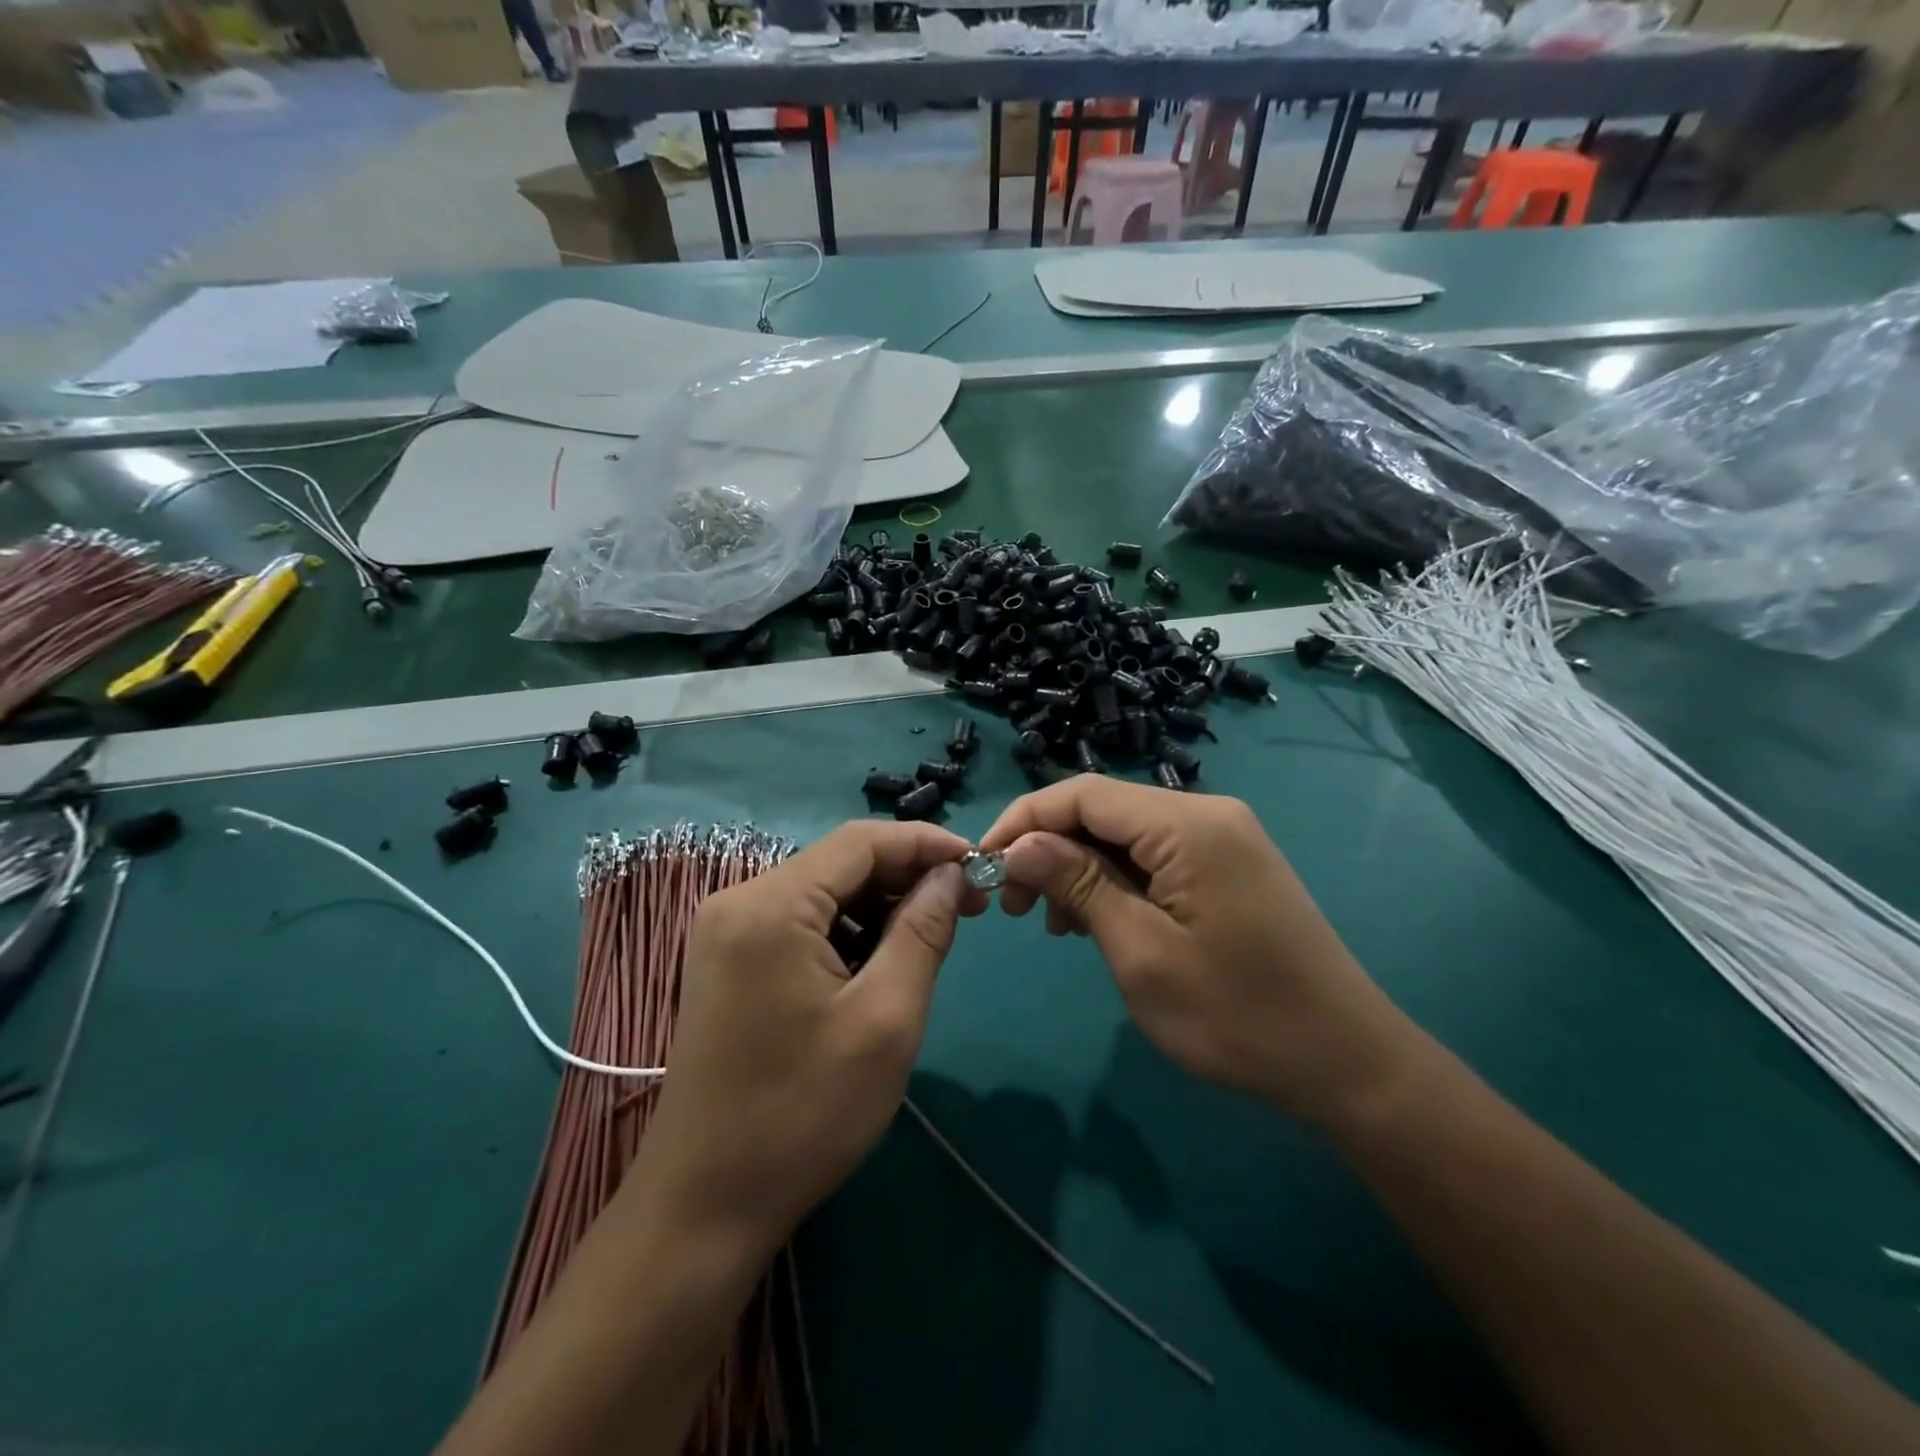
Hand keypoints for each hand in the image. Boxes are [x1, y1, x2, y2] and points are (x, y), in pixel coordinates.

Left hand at [625, 821, 984, 1254]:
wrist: (704, 1205)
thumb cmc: (804, 1114)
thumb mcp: (886, 1019)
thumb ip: (923, 932)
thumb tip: (950, 875)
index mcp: (770, 906)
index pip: (860, 842)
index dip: (924, 842)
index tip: (977, 862)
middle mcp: (738, 901)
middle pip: (838, 863)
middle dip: (904, 877)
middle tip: (964, 906)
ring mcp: (725, 932)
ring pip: (820, 893)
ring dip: (877, 906)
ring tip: (928, 937)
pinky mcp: (726, 961)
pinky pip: (797, 922)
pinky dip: (844, 931)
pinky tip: (877, 963)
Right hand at [980, 777, 1423, 1128]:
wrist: (1347, 1061)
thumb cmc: (1237, 1015)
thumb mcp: (1141, 952)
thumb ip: (1078, 884)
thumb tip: (1019, 844)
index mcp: (1188, 824)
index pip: (1082, 794)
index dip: (1024, 821)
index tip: (982, 864)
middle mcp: (1206, 813)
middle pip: (1103, 809)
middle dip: (1048, 848)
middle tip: (1013, 907)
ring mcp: (1222, 837)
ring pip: (1125, 833)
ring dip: (1078, 867)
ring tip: (1051, 923)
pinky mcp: (1227, 864)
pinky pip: (1154, 855)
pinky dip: (1114, 880)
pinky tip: (1095, 920)